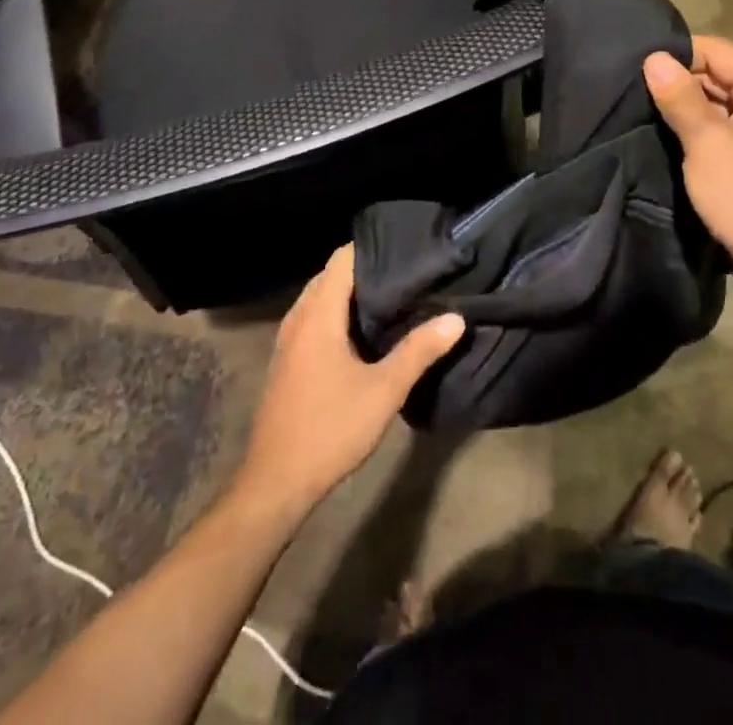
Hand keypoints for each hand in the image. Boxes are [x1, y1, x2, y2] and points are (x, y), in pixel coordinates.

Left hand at [235, 245, 464, 519]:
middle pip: (331, 276)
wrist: (275, 484)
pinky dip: (337, 315)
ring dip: (351, 295)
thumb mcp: (384, 390)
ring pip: (321, 299)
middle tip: (407, 273)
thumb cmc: (330, 429)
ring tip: (392, 297)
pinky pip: (314, 320)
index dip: (373, 249)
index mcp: (318, 315)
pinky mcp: (287, 361)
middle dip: (366, 270)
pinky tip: (364, 333)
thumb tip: (456, 318)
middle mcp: (298, 319)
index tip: (406, 248)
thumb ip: (419, 350)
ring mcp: (288, 341)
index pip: (342, 259)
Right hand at [643, 37, 732, 304]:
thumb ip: (680, 97)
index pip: (715, 49)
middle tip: (634, 94)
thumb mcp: (707, 145)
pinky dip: (703, 125)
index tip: (636, 72)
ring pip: (721, 97)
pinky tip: (672, 133)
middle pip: (719, 71)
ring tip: (646, 112)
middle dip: (680, 82)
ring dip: (689, 106)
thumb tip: (653, 57)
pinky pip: (728, 120)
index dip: (676, 57)